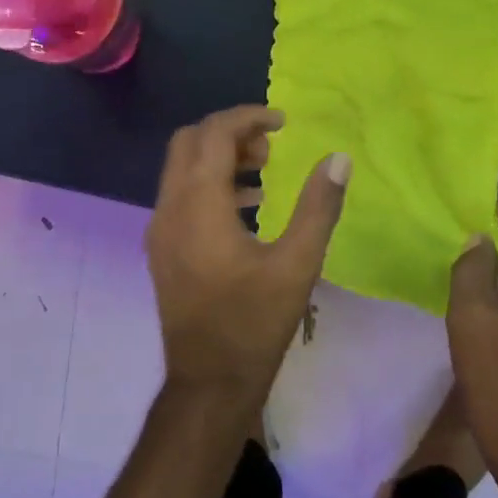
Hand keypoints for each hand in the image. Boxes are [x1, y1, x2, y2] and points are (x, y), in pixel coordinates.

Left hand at [144, 106, 349, 409]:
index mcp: (198, 204)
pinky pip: (179, 196)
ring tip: (264, 175)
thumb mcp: (297, 264)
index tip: (283, 122)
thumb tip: (338, 159)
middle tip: (271, 149)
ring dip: (219, 158)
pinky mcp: (161, 248)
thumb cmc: (254, 323)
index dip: (248, 116)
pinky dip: (208, 186)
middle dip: (229, 133)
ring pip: (181, 168)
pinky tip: (247, 208)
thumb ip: (318, 207)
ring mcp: (159, 228)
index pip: (213, 133)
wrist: (208, 381)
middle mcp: (169, 207)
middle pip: (189, 142)